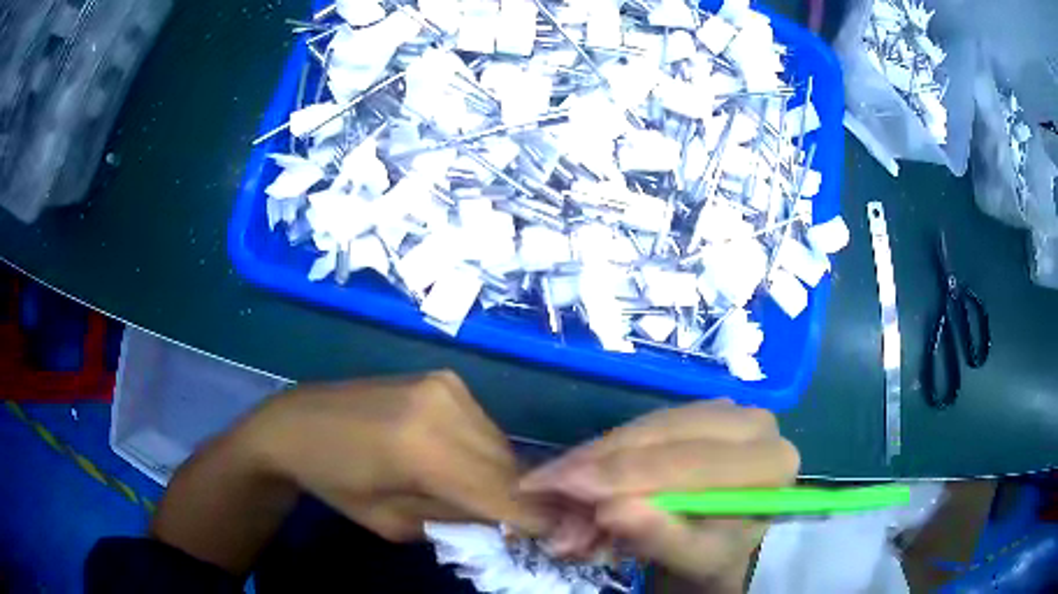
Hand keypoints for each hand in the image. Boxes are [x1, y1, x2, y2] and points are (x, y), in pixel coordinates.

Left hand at [242, 371, 547, 540]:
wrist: (297, 423)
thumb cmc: (335, 483)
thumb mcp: (393, 523)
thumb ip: (456, 520)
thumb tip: (506, 518)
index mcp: (423, 450)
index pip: (502, 493)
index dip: (535, 519)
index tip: (558, 538)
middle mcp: (444, 407)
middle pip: (509, 466)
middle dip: (520, 500)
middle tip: (520, 525)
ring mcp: (447, 386)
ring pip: (500, 445)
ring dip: (502, 475)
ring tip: (483, 496)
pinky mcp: (445, 378)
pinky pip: (483, 427)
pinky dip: (483, 452)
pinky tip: (460, 464)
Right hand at [518, 399, 798, 589]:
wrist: (721, 542)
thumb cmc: (715, 556)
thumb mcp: (694, 559)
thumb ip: (662, 537)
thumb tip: (613, 509)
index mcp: (769, 462)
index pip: (689, 463)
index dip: (622, 475)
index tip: (559, 487)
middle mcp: (753, 423)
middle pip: (662, 437)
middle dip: (596, 467)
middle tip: (540, 488)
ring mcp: (725, 411)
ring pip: (644, 427)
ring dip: (591, 461)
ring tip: (551, 493)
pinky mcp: (697, 412)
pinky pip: (640, 425)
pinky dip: (601, 454)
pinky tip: (575, 477)